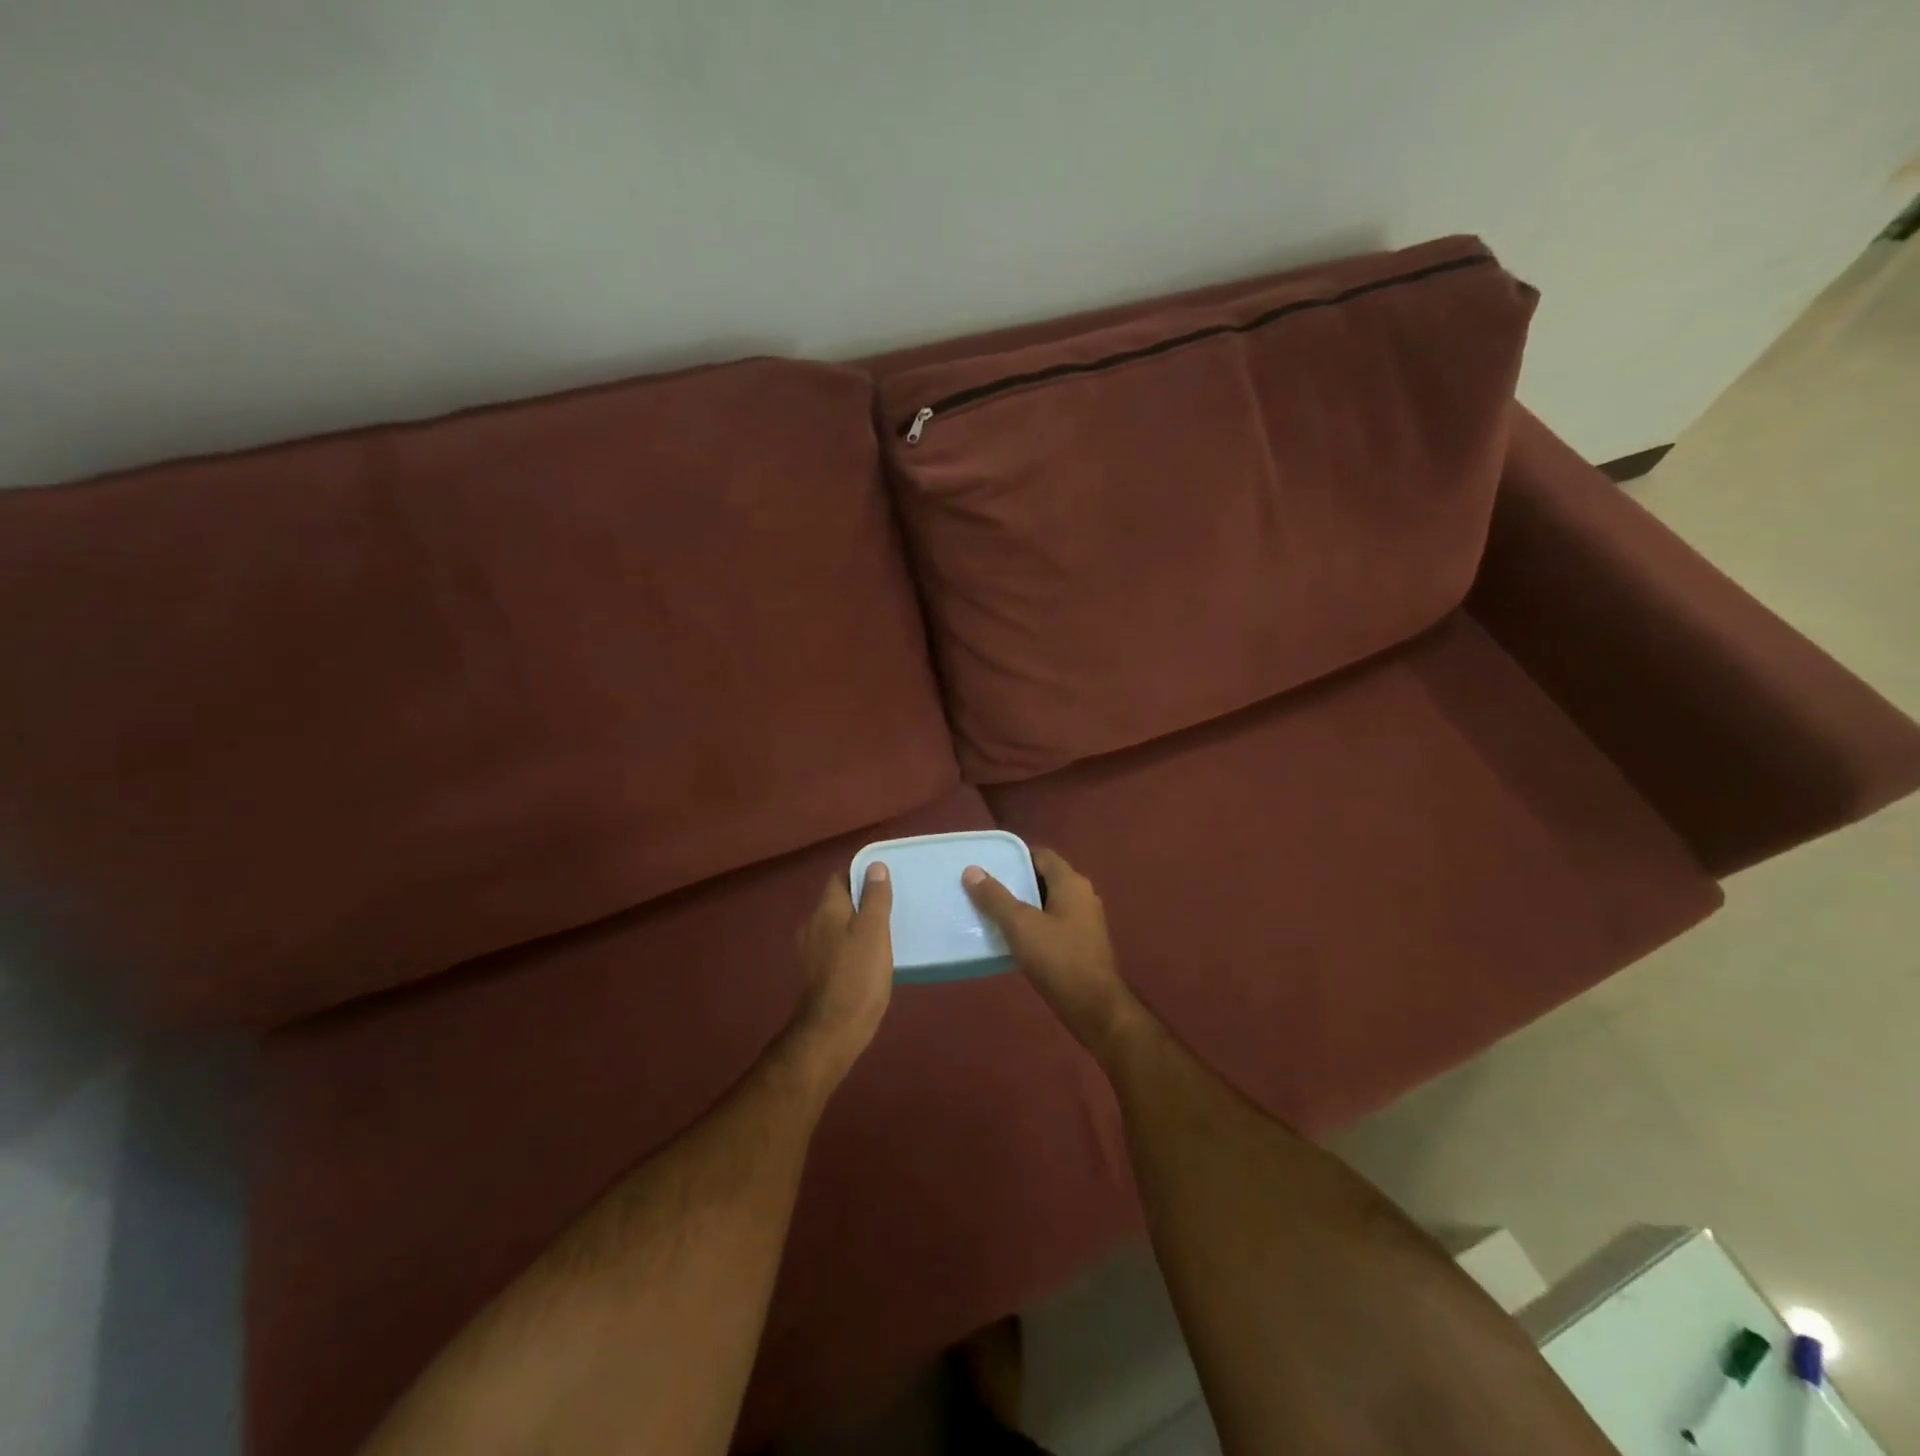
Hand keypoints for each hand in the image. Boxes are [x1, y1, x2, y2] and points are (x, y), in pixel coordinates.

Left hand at [793, 862, 893, 1080]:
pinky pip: (837, 946)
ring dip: (858, 922)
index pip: (840, 877)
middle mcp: (812, 924)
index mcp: (826, 909)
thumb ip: (875, 897)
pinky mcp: (817, 972)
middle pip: (838, 901)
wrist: (833, 1031)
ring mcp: (811, 950)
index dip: (862, 873)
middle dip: (862, 898)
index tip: (887, 877)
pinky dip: (853, 943)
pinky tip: (872, 955)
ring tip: (887, 928)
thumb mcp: (874, 931)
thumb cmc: (857, 975)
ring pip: (837, 924)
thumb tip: (875, 866)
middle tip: (893, 902)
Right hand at [962, 848, 1141, 1058]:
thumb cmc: (1058, 959)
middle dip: (1016, 882)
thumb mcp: (1020, 925)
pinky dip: (1034, 925)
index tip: (988, 865)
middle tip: (984, 889)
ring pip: (1048, 903)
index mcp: (1071, 883)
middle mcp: (1083, 895)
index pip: (1041, 855)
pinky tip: (1014, 939)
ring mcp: (1085, 921)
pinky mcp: (1083, 944)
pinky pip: (1054, 924)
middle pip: (1044, 878)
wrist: (1095, 1008)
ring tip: (992, 913)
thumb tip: (971, 870)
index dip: (1015, 857)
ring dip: (1024, 906)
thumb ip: (995, 897)